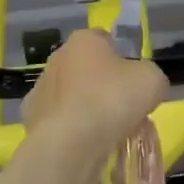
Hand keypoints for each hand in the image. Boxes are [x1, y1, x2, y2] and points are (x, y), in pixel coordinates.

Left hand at [21, 30, 169, 177]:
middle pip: (86, 67)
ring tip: (104, 131)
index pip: (104, 39)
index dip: (121, 55)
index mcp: (84, 40)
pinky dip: (70, 129)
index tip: (133, 77)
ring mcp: (40, 89)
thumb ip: (150, 75)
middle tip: (122, 106)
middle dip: (101, 83)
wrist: (69, 144)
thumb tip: (145, 83)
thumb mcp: (152, 80)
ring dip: (84, 106)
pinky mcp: (31, 120)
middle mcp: (57, 58)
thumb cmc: (112, 100)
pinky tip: (84, 144)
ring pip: (70, 94)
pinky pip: (59, 120)